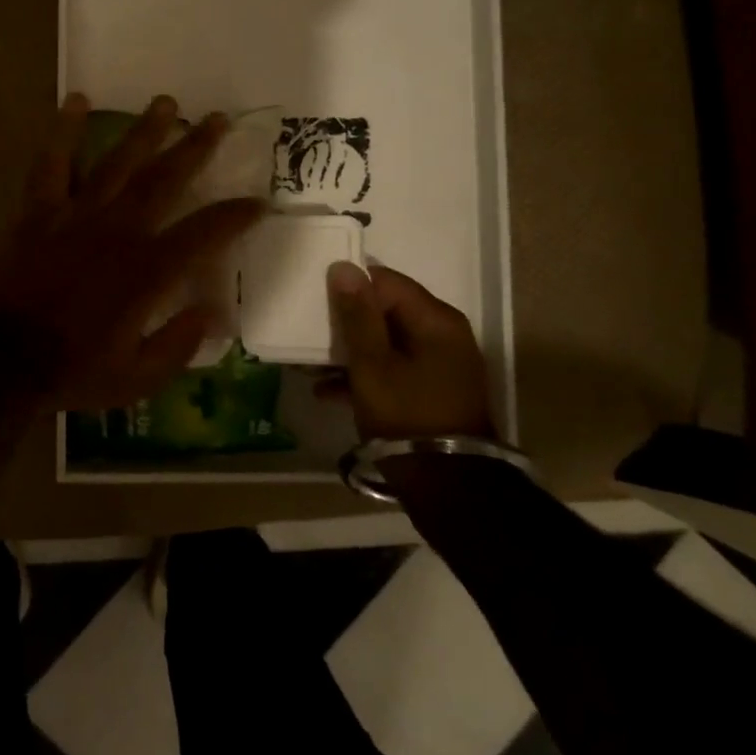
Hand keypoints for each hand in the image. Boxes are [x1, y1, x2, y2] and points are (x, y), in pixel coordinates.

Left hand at [0, 93, 265, 412]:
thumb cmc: (71, 371)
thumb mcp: (137, 378)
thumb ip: (179, 345)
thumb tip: (214, 314)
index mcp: (147, 271)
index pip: (204, 233)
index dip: (236, 215)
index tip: (260, 200)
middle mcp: (119, 231)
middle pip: (165, 180)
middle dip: (195, 148)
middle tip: (217, 119)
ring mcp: (77, 214)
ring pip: (118, 162)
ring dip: (145, 131)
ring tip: (167, 102)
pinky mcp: (39, 210)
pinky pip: (53, 163)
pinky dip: (64, 130)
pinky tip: (76, 100)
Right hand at [318, 262, 496, 441]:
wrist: (448, 488)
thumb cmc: (406, 415)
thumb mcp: (372, 364)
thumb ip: (357, 314)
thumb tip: (344, 267)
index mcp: (435, 320)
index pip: (386, 282)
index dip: (350, 286)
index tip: (316, 298)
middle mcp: (443, 335)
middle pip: (386, 311)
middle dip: (345, 321)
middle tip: (308, 330)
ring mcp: (440, 365)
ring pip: (386, 343)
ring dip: (349, 352)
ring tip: (309, 365)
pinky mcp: (432, 391)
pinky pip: (392, 369)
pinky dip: (364, 375)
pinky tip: (327, 391)